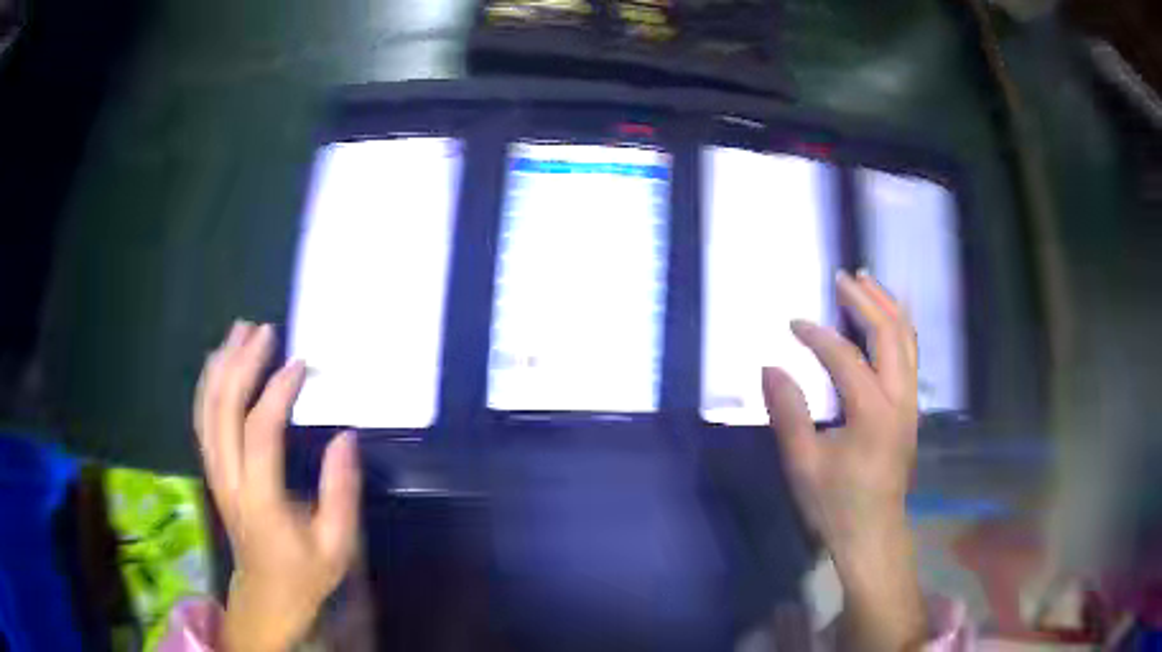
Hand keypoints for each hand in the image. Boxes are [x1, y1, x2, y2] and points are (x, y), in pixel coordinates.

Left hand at [195, 322, 361, 651]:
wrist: (266, 595)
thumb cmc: (305, 573)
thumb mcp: (336, 545)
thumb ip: (341, 491)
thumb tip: (345, 436)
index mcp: (261, 500)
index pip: (261, 433)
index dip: (277, 393)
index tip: (299, 364)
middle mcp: (229, 480)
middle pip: (224, 411)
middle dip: (241, 364)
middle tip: (263, 330)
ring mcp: (215, 474)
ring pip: (207, 410)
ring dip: (221, 367)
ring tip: (238, 332)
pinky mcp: (213, 471)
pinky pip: (203, 421)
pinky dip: (208, 386)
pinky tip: (218, 363)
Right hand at [763, 271, 924, 650]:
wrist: (873, 533)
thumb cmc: (836, 504)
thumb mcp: (803, 465)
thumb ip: (788, 413)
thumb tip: (770, 367)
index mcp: (872, 413)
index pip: (846, 357)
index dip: (818, 335)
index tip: (794, 322)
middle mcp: (899, 399)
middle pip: (890, 334)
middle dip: (866, 301)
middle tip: (842, 277)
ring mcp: (910, 404)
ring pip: (907, 341)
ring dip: (888, 308)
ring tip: (868, 283)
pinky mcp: (911, 410)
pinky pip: (910, 356)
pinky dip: (898, 329)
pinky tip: (886, 320)